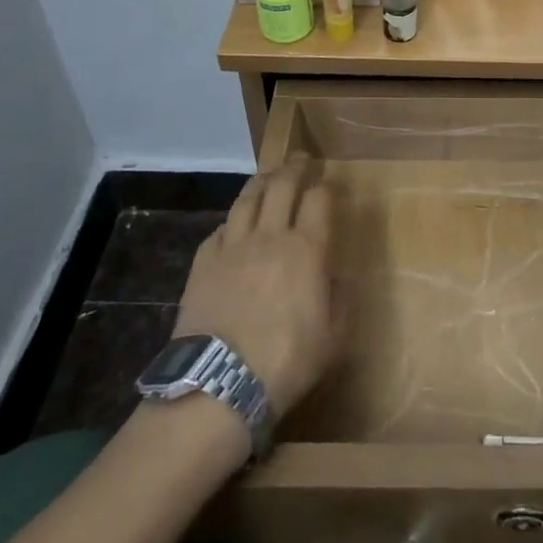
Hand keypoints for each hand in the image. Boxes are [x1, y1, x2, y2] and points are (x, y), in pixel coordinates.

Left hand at [173, 164, 339, 421]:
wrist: (219, 384)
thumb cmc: (287, 362)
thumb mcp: (333, 336)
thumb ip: (339, 297)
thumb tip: (334, 273)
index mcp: (306, 249)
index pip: (318, 199)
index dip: (325, 186)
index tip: (328, 182)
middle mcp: (270, 236)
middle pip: (282, 186)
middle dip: (294, 167)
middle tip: (300, 159)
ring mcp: (233, 246)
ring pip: (247, 199)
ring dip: (261, 181)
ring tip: (267, 175)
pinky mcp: (203, 263)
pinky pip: (219, 230)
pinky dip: (231, 221)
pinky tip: (234, 224)